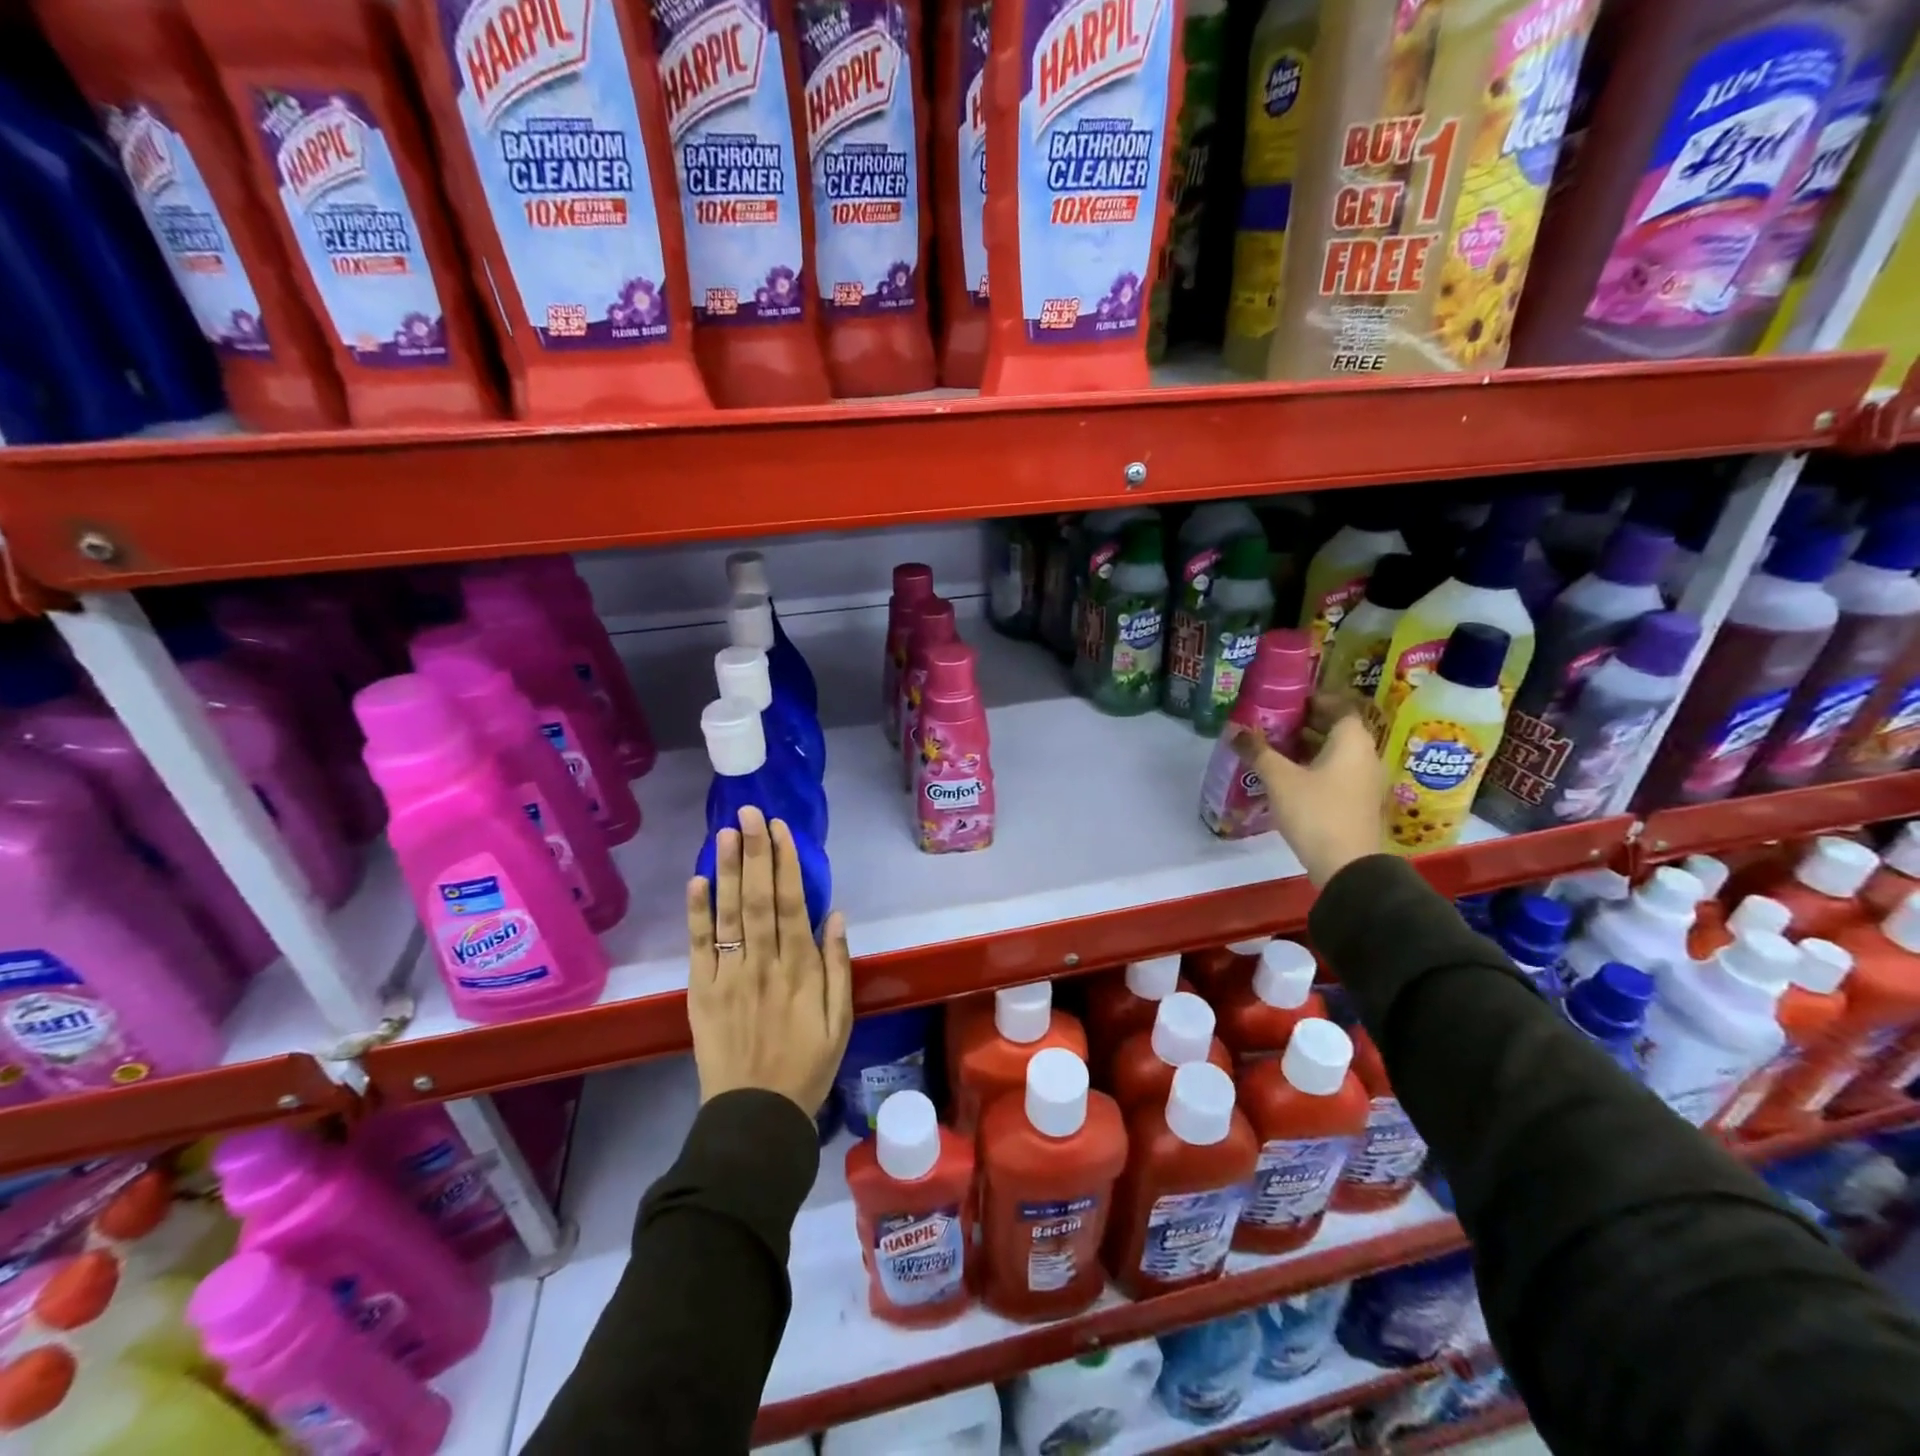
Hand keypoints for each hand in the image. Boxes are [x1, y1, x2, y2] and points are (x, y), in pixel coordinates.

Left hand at [686, 806, 853, 1115]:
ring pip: (729, 914)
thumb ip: (838, 966)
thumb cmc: (807, 1065)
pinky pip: (698, 947)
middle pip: (758, 898)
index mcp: (800, 970)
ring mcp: (729, 976)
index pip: (792, 903)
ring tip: (725, 832)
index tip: (779, 829)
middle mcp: (764, 964)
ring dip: (727, 871)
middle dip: (754, 852)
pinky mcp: (701, 992)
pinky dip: (697, 914)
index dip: (785, 863)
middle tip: (748, 813)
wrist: (755, 1116)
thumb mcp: (841, 1020)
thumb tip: (835, 915)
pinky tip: (697, 881)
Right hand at [1230, 690, 1383, 886]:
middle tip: (1271, 723)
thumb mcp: (1279, 779)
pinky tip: (1286, 777)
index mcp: (1352, 741)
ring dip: (1307, 747)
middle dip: (1304, 723)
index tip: (1285, 701)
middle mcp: (1364, 755)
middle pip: (1336, 729)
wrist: (1347, 866)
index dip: (1313, 699)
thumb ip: (1257, 751)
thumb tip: (1234, 730)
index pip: (1339, 706)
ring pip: (1335, 753)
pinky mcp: (1356, 802)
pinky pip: (1336, 772)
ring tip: (1272, 748)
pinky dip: (1314, 767)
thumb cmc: (1316, 812)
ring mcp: (1363, 781)